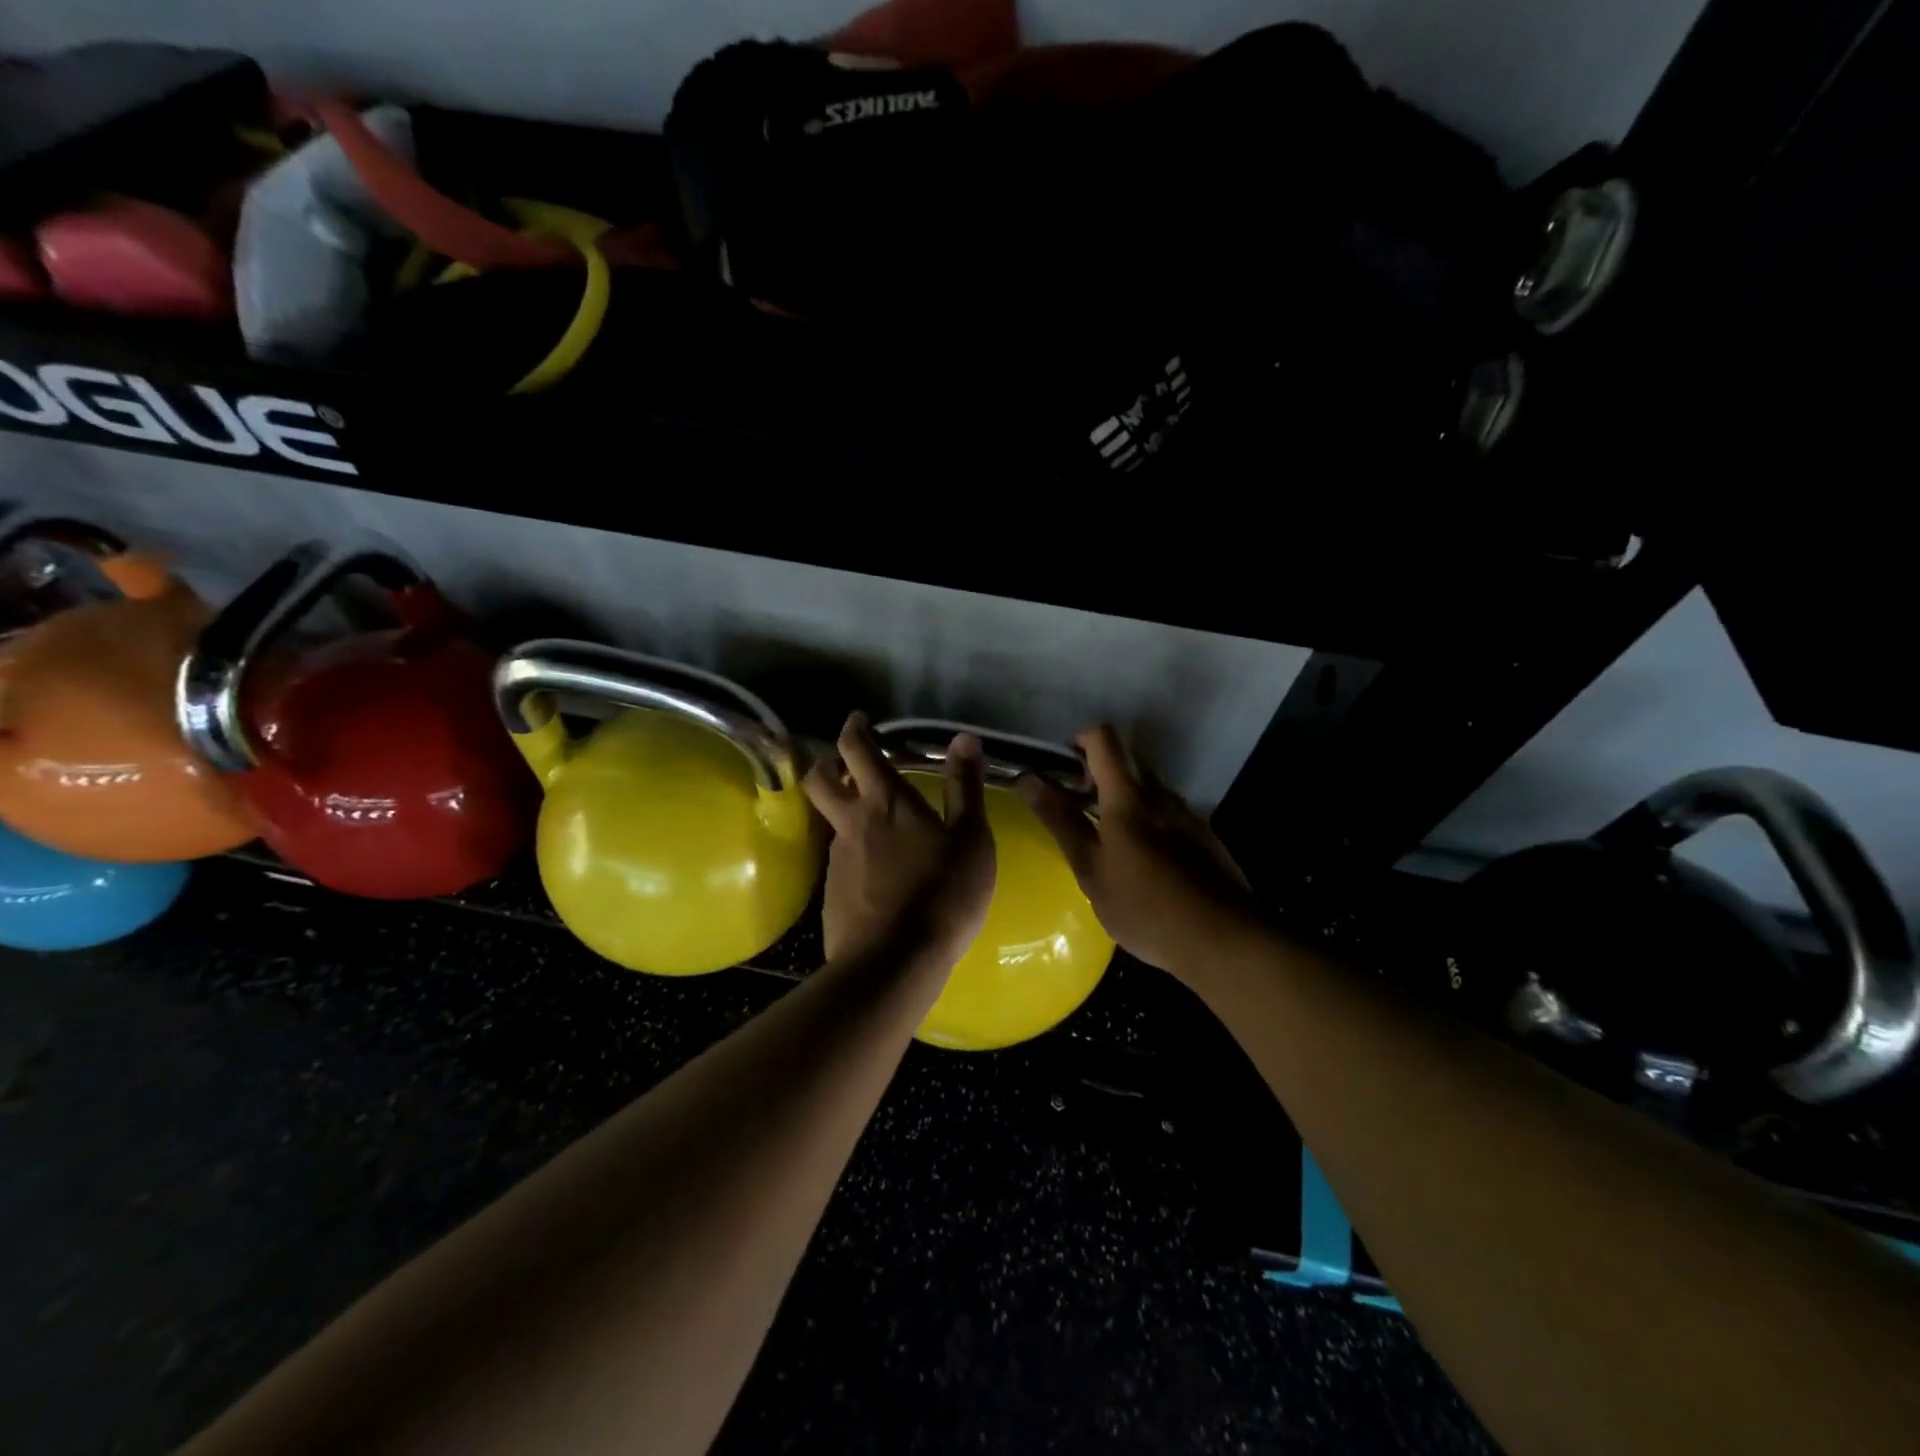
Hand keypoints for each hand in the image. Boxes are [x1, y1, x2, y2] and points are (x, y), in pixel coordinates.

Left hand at [803, 712, 995, 969]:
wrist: (895, 961)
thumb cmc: (943, 892)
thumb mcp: (971, 838)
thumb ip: (965, 786)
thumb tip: (964, 738)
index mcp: (885, 802)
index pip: (856, 749)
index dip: (854, 728)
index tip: (859, 719)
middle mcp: (852, 823)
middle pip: (819, 780)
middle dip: (827, 763)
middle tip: (848, 764)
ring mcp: (837, 860)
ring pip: (831, 823)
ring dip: (845, 813)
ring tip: (879, 828)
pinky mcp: (832, 894)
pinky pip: (841, 861)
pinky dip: (856, 854)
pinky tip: (880, 875)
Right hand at [1017, 725, 1257, 979]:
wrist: (1224, 941)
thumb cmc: (1145, 907)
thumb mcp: (1091, 870)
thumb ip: (1060, 820)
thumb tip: (1027, 778)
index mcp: (1129, 797)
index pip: (1103, 739)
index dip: (1078, 741)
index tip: (1062, 770)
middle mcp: (1161, 794)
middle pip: (1128, 759)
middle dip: (1098, 771)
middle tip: (1078, 807)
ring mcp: (1188, 814)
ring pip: (1149, 787)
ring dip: (1124, 797)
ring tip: (1108, 840)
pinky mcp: (1204, 836)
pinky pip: (1168, 812)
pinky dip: (1148, 820)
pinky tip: (1144, 863)